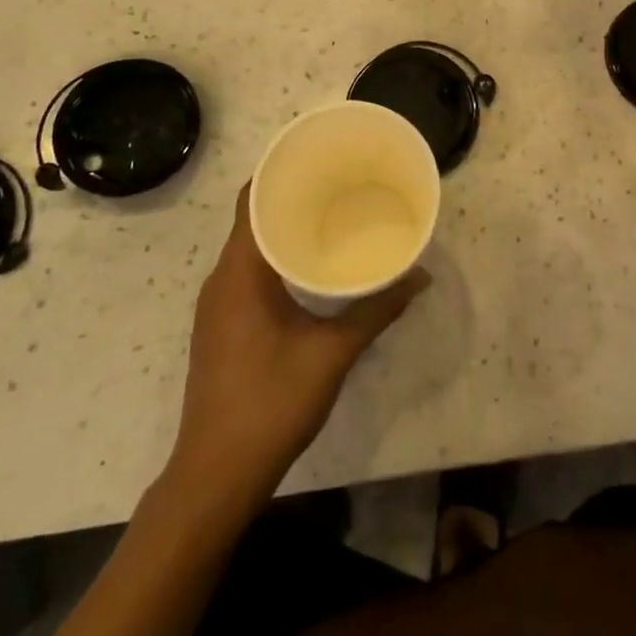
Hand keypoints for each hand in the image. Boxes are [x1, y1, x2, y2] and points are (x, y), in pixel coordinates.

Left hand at [170, 184, 428, 505]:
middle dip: (291, 198)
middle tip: (338, 185)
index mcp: (239, 272)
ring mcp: (216, 305)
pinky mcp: (220, 327)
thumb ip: (376, 310)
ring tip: (329, 217)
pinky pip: (246, 273)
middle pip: (252, 219)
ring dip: (283, 230)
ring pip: (249, 248)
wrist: (215, 476)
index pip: (252, 199)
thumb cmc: (271, 403)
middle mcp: (221, 279)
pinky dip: (275, 259)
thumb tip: (420, 276)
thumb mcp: (332, 354)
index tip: (319, 158)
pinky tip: (308, 269)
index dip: (281, 172)